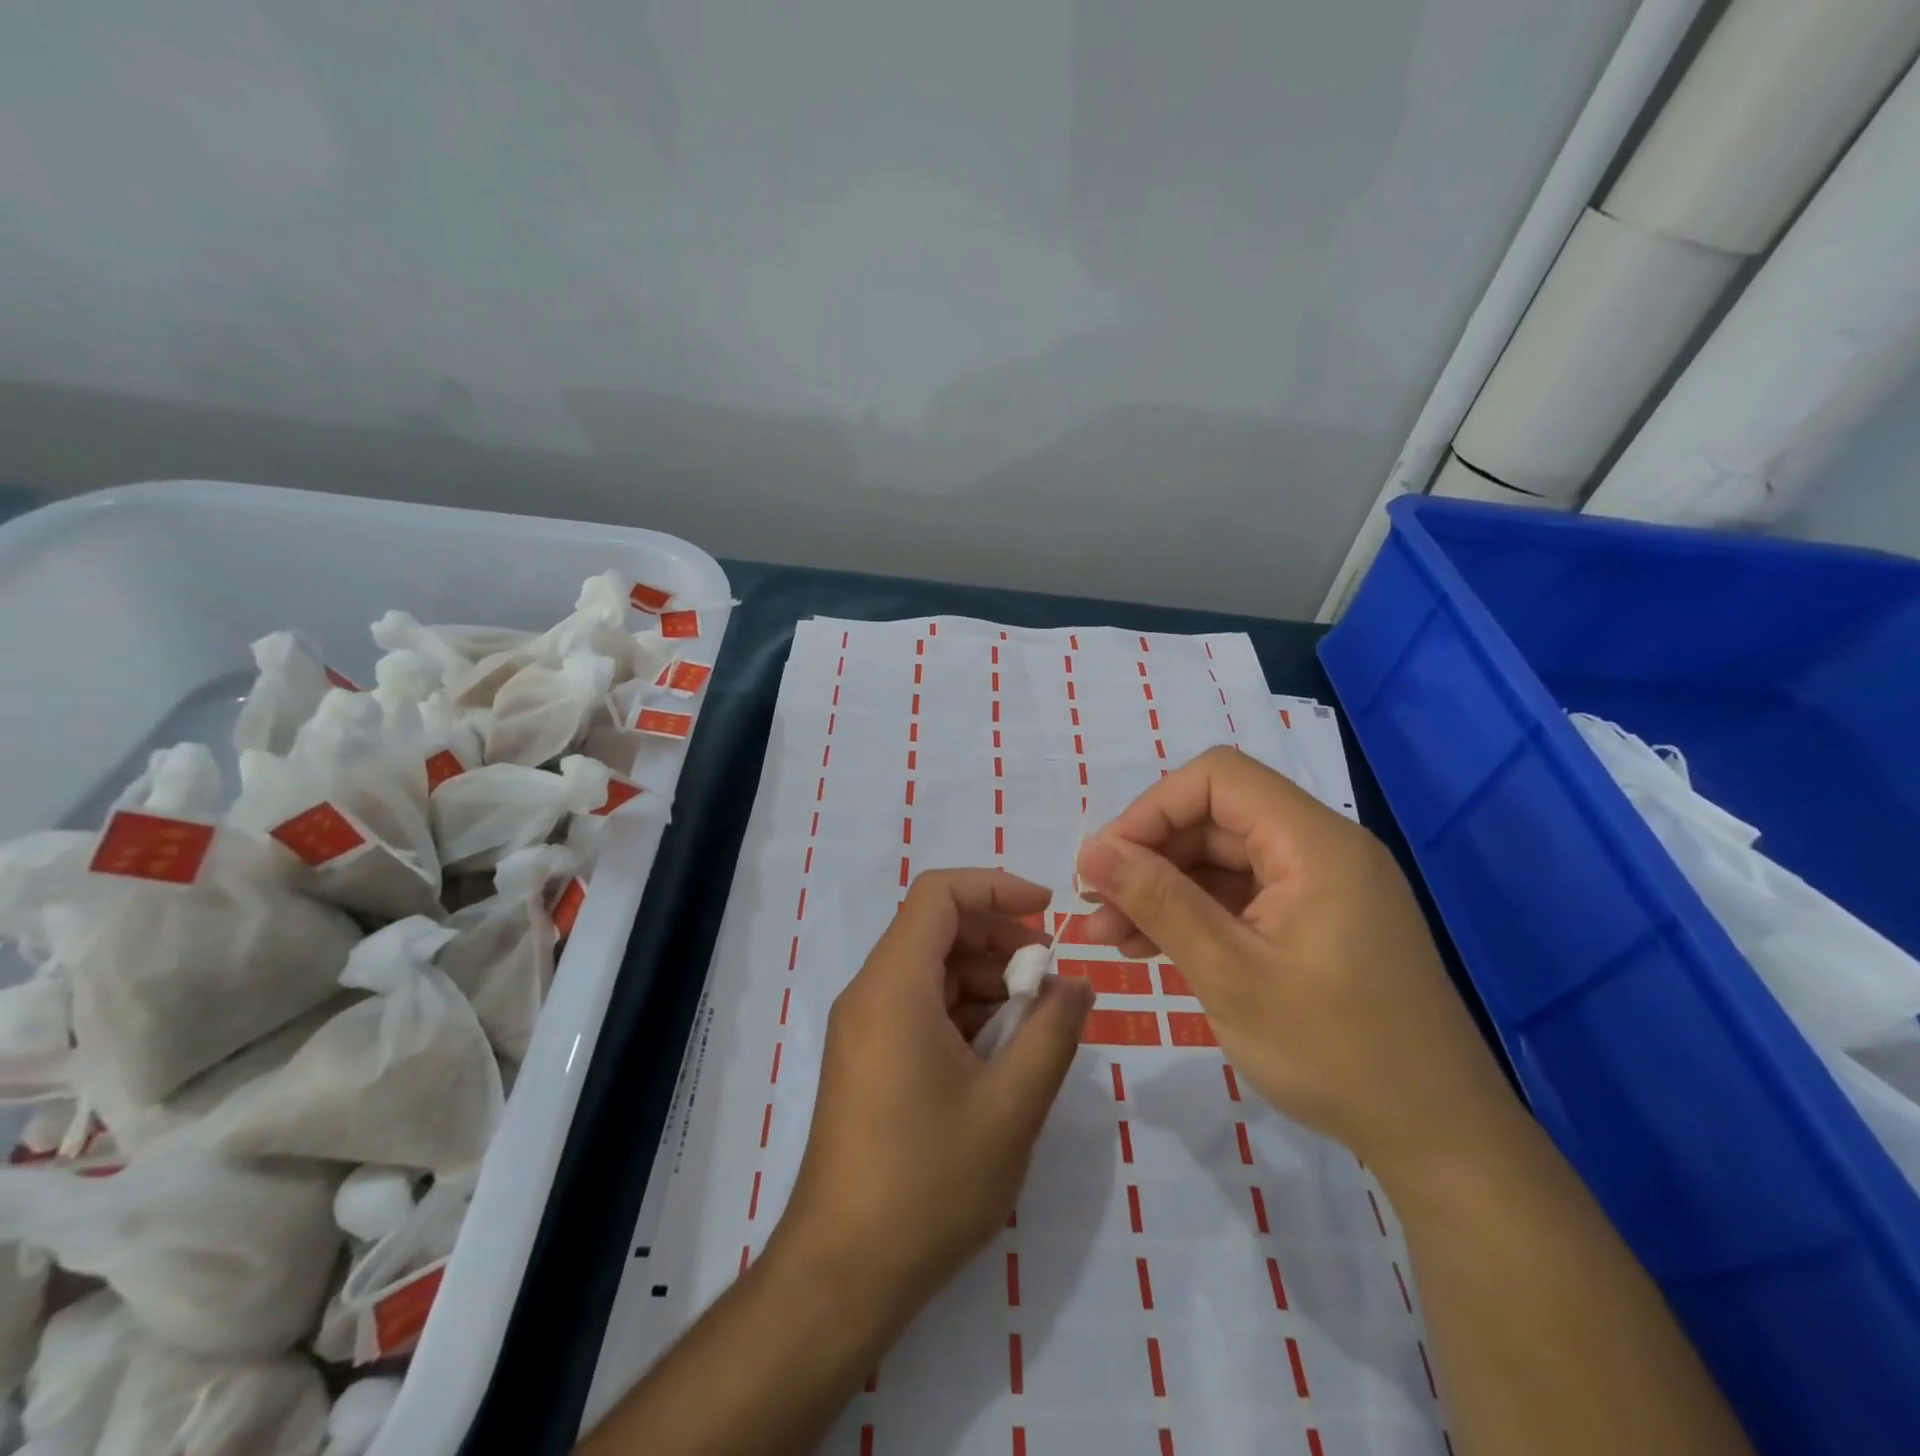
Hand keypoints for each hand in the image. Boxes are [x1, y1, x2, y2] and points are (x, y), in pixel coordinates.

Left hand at [772, 868, 1094, 1333]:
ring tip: (1034, 1027)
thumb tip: (1077, 986)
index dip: (996, 887)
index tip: (1048, 913)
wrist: (842, 1274)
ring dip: (986, 982)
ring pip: (932, 970)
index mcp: (894, 986)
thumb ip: (1052, 1033)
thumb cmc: (928, 1183)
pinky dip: (964, 1013)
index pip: (939, 894)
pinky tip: (1000, 1057)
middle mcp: (871, 993)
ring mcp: (864, 1027)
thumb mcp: (1011, 1107)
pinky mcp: (868, 1058)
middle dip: (1000, 940)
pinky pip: (920, 1007)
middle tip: (1049, 982)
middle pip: (937, 929)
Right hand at [1075, 746, 1518, 1180]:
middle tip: (1097, 909)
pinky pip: (1243, 897)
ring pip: (1222, 861)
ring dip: (1164, 890)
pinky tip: (1152, 948)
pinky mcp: (1318, 921)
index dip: (1152, 809)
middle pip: (1216, 819)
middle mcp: (1321, 848)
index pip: (1218, 779)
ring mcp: (1322, 886)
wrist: (1438, 1139)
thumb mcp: (1229, 973)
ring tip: (1111, 937)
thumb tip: (1091, 851)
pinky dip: (1196, 915)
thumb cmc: (1334, 1052)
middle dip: (1149, 858)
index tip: (1106, 862)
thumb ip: (1158, 900)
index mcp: (1314, 842)